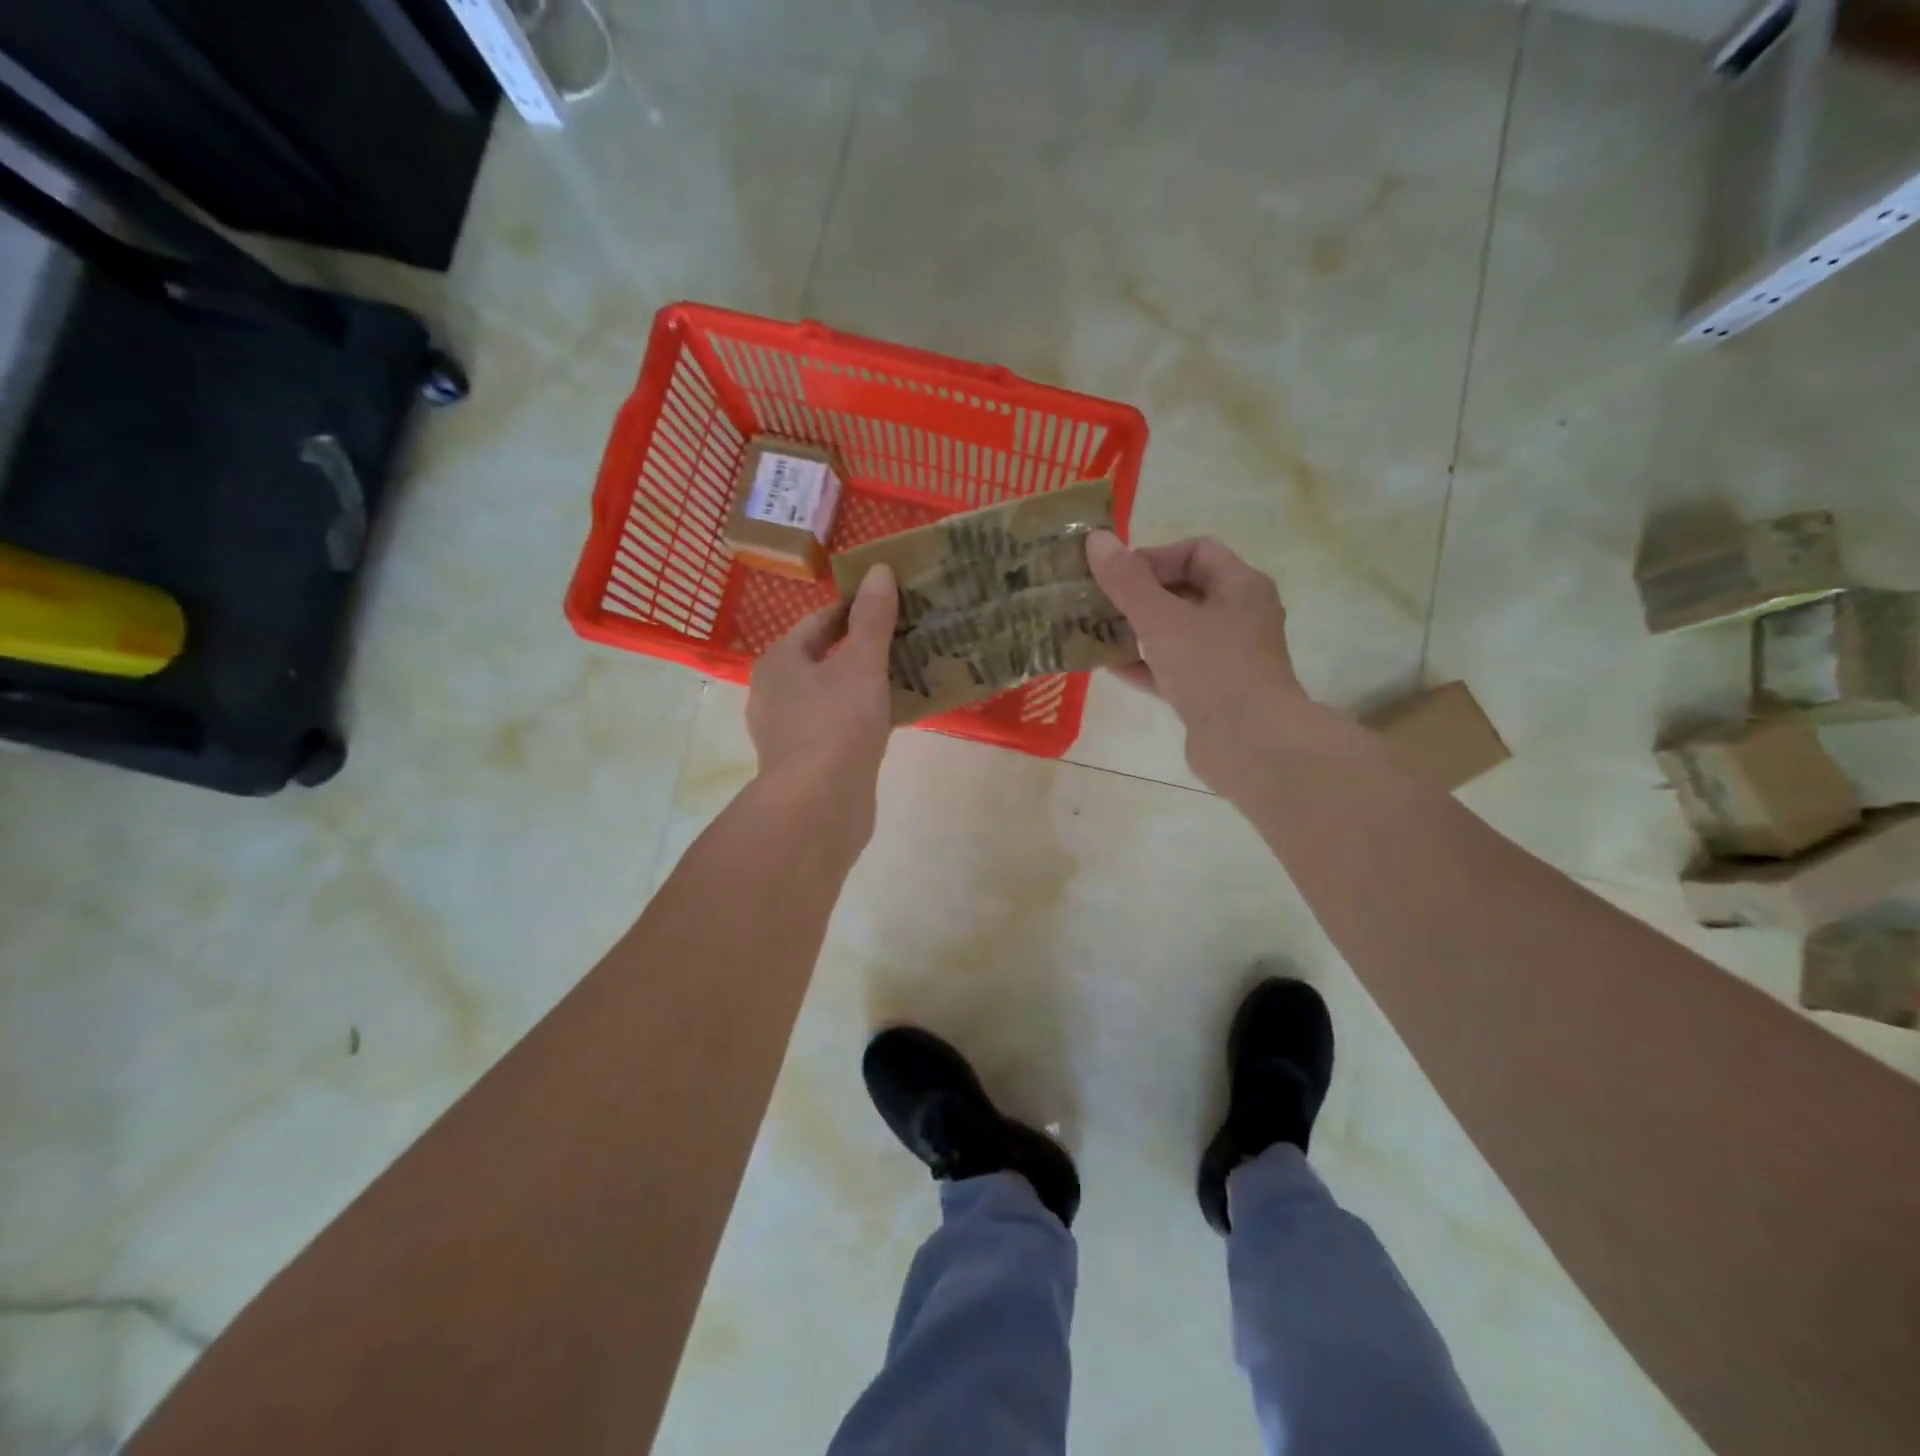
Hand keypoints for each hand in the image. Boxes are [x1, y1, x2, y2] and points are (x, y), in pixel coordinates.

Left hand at [746, 563, 898, 826]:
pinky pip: (835, 727)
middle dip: (861, 650)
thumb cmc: (836, 725)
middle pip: (822, 660)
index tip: (889, 606)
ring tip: (904, 678)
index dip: (853, 610)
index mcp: (779, 662)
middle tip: (904, 642)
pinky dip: (859, 718)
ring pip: (830, 696)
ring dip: (862, 686)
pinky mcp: (804, 762)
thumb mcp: (861, 665)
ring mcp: (787, 732)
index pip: (818, 623)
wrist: (817, 807)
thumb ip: (872, 620)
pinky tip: (890, 721)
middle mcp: (774, 693)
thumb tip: (878, 570)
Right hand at [1086, 531, 1316, 789]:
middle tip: (1097, 601)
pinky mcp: (1211, 693)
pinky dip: (1142, 664)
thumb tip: (1096, 539)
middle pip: (1183, 591)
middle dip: (1138, 594)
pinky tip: (1106, 666)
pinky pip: (1171, 668)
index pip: (1197, 551)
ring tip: (1093, 630)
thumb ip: (1126, 581)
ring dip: (1136, 630)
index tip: (1117, 574)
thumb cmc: (1211, 668)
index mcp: (1241, 587)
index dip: (1155, 556)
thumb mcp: (1162, 619)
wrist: (1250, 744)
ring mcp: (1226, 657)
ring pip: (1175, 632)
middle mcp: (1239, 616)